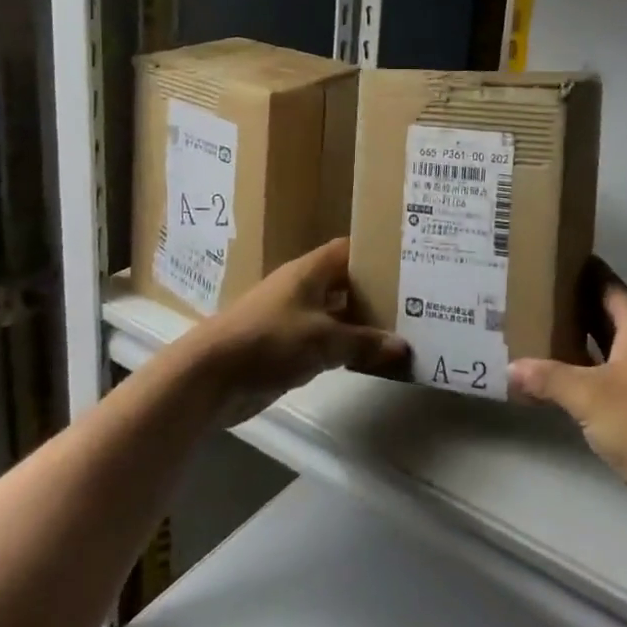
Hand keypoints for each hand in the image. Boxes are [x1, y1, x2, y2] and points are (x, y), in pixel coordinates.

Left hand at [178, 238, 407, 426]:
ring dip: (361, 323)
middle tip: (416, 300)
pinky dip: (345, 347)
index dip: (376, 253)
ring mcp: (293, 318)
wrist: (210, 376)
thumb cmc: (269, 341)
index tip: (408, 262)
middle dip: (376, 291)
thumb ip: (364, 342)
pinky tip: (369, 358)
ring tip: (402, 329)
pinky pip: (324, 341)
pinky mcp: (286, 347)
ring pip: (336, 314)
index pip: (349, 250)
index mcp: (309, 271)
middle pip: (346, 282)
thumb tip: (402, 346)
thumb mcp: (324, 340)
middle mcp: (302, 288)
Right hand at [511, 260, 626, 499]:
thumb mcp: (588, 397)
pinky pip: (619, 368)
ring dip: (584, 337)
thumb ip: (548, 377)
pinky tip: (569, 377)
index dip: (579, 270)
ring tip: (544, 332)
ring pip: (614, 342)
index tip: (548, 261)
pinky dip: (594, 365)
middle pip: (610, 311)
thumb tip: (511, 368)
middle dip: (575, 304)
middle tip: (535, 297)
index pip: (607, 283)